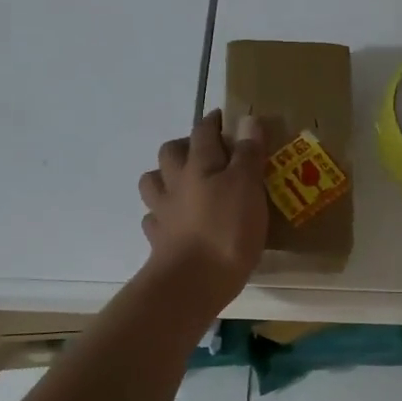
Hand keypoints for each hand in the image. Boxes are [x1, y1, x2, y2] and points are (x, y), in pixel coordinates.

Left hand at [138, 110, 267, 300]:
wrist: (193, 282)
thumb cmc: (227, 228)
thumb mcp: (248, 185)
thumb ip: (248, 153)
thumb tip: (247, 119)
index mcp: (199, 164)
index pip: (203, 131)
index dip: (213, 121)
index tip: (223, 118)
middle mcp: (176, 182)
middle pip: (170, 152)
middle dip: (184, 146)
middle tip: (206, 153)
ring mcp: (163, 212)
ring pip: (153, 183)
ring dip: (165, 177)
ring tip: (184, 185)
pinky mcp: (159, 241)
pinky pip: (154, 220)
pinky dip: (162, 216)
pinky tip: (175, 222)